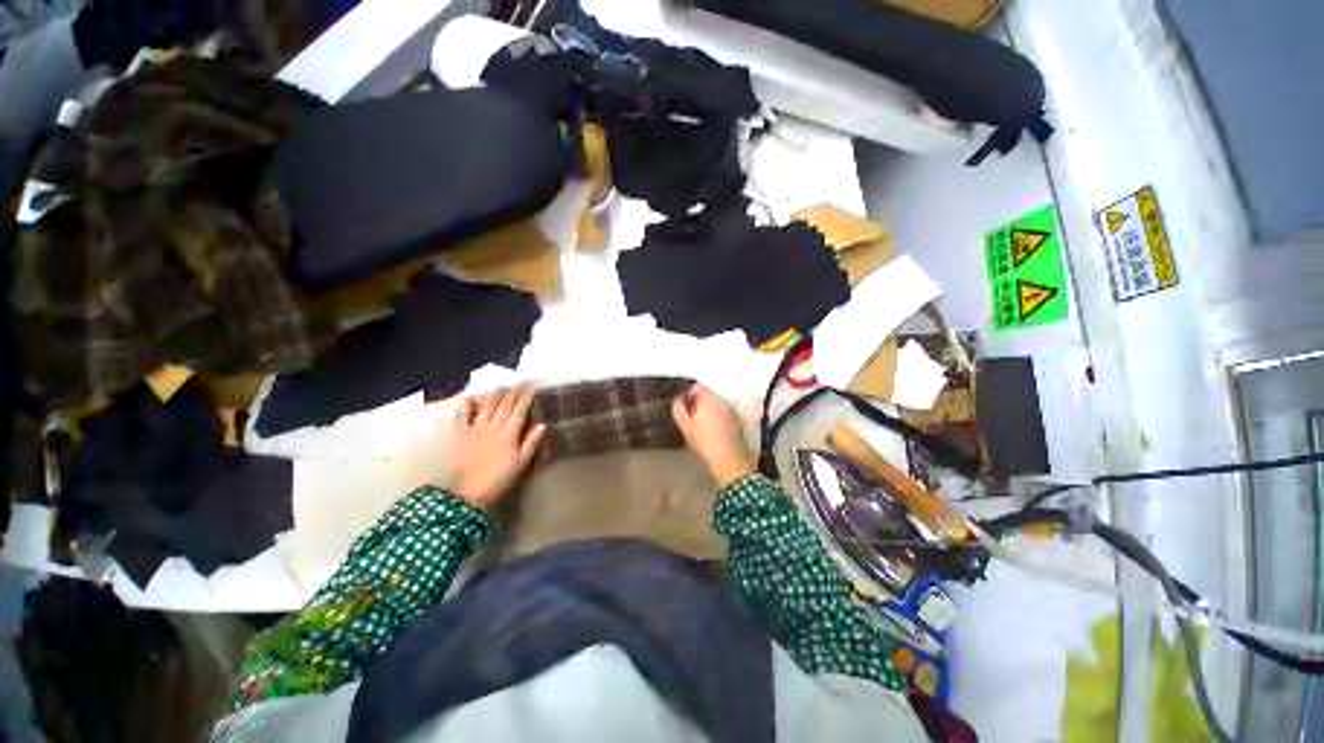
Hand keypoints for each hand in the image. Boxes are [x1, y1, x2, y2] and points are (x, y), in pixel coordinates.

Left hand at [450, 384, 546, 511]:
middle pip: (504, 405)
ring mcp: (475, 429)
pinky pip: (462, 415)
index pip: (520, 410)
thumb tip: (543, 424)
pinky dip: (467, 405)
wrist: (471, 491)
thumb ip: (531, 442)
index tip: (531, 385)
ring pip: (486, 406)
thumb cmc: (501, 478)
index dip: (526, 396)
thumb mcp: (522, 462)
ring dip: (495, 394)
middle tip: (519, 383)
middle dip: (513, 392)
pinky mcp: (460, 434)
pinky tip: (473, 397)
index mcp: (509, 434)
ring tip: (502, 387)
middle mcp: (493, 427)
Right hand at [671, 383, 753, 487]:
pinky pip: (724, 413)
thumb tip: (678, 400)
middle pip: (707, 394)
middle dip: (698, 403)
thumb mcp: (685, 426)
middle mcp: (722, 400)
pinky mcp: (738, 421)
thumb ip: (678, 409)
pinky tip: (714, 432)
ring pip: (716, 404)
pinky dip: (718, 418)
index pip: (696, 386)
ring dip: (709, 410)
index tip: (684, 408)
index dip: (687, 395)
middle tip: (691, 418)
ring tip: (702, 426)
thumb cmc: (704, 442)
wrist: (729, 461)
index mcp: (709, 398)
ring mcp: (732, 410)